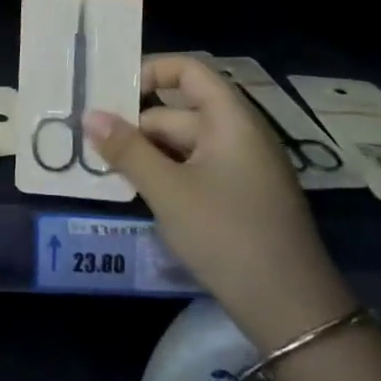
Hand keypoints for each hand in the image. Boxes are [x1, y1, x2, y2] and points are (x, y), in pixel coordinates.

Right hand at [85, 56, 356, 351]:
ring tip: (105, 169)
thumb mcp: (168, 191)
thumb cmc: (228, 236)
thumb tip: (88, 115)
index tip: (111, 94)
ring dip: (147, 155)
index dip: (150, 71)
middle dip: (136, 127)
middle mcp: (238, 133)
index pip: (188, 70)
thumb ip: (127, 150)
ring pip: (182, 145)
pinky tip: (138, 193)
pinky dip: (166, 175)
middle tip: (91, 144)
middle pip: (177, 112)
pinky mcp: (239, 196)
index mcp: (230, 119)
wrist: (292, 310)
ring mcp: (241, 167)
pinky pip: (194, 169)